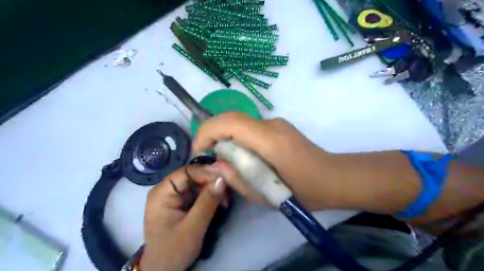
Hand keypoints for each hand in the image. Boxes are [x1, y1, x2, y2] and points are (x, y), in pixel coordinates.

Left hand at [142, 165, 226, 270]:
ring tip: (226, 200)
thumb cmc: (173, 251)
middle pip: (193, 176)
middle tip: (228, 191)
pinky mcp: (182, 203)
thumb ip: (207, 202)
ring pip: (198, 183)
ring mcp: (175, 196)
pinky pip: (199, 192)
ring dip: (214, 189)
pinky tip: (221, 203)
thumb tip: (222, 179)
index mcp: (162, 193)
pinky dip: (211, 196)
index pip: (186, 172)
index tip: (225, 178)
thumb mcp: (193, 227)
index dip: (206, 172)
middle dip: (212, 182)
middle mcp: (167, 190)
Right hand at [193, 112, 339, 209]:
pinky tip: (240, 154)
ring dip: (224, 134)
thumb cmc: (303, 191)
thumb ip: (237, 178)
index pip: (230, 122)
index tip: (199, 150)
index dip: (207, 132)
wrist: (333, 177)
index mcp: (269, 140)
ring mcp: (276, 123)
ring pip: (240, 121)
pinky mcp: (278, 126)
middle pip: (232, 117)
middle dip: (211, 132)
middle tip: (205, 153)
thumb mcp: (266, 195)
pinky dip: (236, 136)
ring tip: (221, 156)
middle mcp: (271, 124)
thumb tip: (216, 164)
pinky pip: (250, 127)